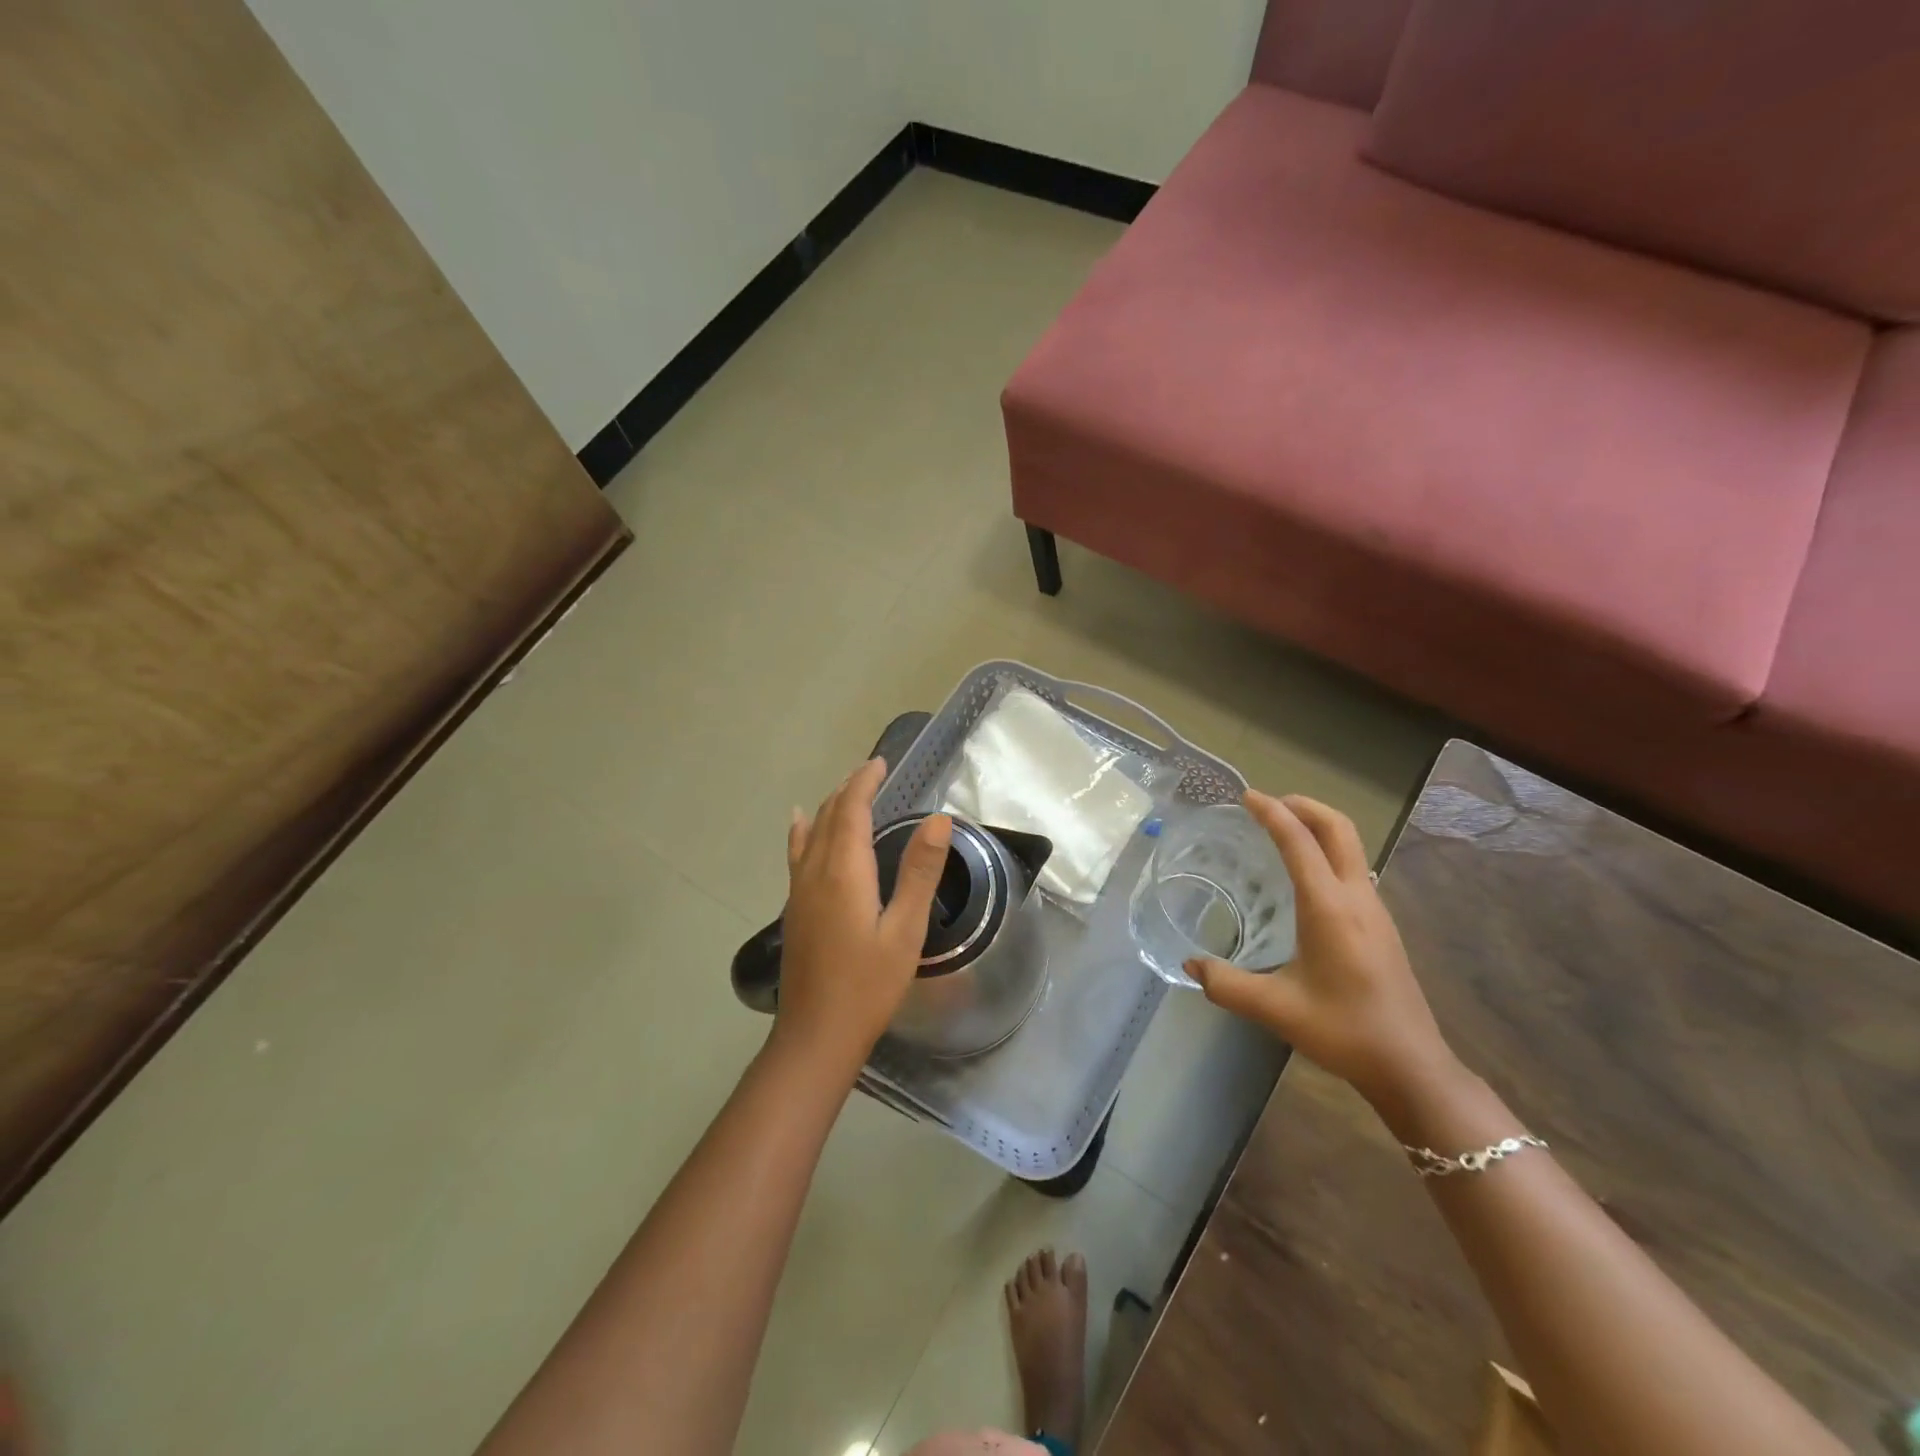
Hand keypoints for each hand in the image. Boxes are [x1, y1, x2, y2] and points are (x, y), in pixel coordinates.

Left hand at [776, 757, 951, 1075]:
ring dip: (830, 806)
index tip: (880, 762)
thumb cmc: (868, 985)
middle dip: (849, 788)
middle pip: (830, 816)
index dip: (864, 782)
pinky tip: (801, 825)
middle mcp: (815, 872)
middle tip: (872, 772)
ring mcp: (799, 891)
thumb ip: (920, 872)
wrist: (816, 1035)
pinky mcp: (794, 909)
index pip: (851, 810)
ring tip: (846, 791)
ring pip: (812, 832)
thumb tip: (939, 820)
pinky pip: (798, 853)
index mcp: (843, 871)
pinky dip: (804, 830)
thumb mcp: (905, 930)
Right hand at [1189, 791, 1456, 1108]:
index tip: (1246, 797)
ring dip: (1318, 826)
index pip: (1299, 842)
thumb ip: (1226, 985)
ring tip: (1282, 831)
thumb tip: (1189, 965)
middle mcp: (1355, 897)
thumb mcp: (1276, 1009)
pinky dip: (1327, 850)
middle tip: (1268, 804)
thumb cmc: (1344, 1031)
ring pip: (1350, 846)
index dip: (1272, 813)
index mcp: (1329, 907)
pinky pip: (1352, 867)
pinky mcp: (1381, 924)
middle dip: (1303, 806)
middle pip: (1338, 828)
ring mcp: (1374, 909)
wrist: (1411, 1065)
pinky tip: (1306, 876)